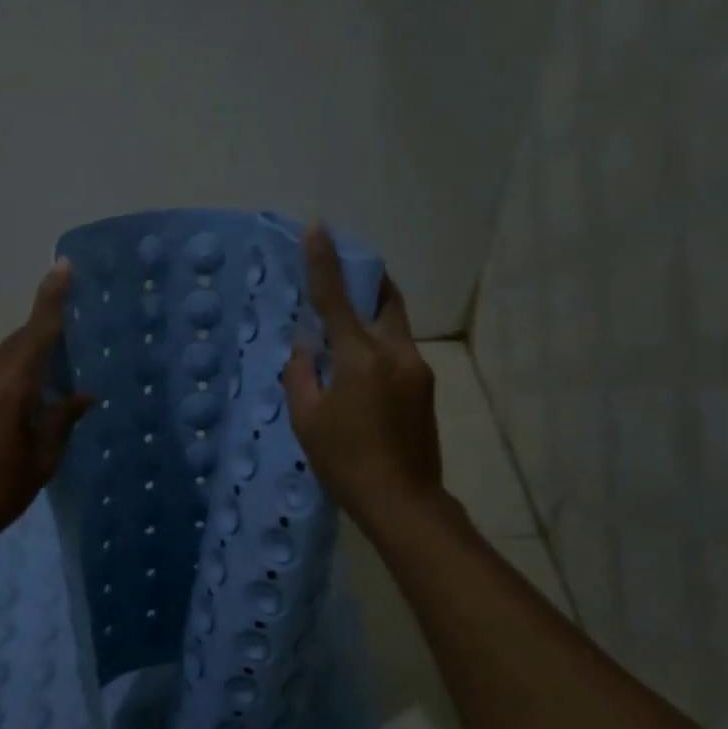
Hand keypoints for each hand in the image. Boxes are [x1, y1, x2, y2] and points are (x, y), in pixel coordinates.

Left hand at [0, 262, 94, 556]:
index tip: (63, 266)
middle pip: (19, 341)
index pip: (36, 333)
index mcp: (10, 388)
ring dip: (30, 351)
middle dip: (45, 326)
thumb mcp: (40, 461)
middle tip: (75, 321)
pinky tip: (30, 392)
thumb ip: (62, 421)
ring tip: (59, 359)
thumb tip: (85, 395)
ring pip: (4, 357)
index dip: (51, 299)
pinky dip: (15, 371)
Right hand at [283, 223, 445, 528]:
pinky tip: (361, 370)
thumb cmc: (345, 461)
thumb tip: (305, 347)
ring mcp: (417, 369)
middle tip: (346, 271)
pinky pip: (398, 350)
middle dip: (366, 278)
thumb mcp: (307, 419)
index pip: (337, 298)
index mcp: (361, 357)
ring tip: (346, 331)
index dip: (324, 261)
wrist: (403, 501)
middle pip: (385, 299)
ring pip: (394, 325)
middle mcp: (395, 353)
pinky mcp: (426, 387)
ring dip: (372, 315)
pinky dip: (378, 343)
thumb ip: (301, 374)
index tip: (318, 228)